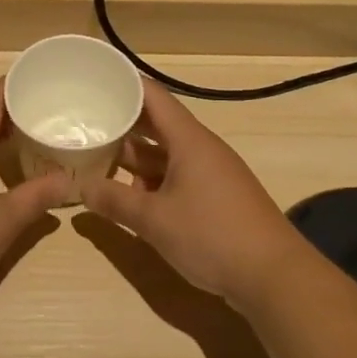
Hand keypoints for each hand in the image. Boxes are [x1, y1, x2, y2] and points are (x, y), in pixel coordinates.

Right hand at [80, 78, 301, 306]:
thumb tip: (82, 188)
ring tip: (96, 159)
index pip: (152, 96)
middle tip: (84, 121)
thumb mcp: (154, 220)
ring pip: (165, 154)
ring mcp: (211, 174)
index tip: (94, 80)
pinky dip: (151, 181)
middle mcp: (200, 149)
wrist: (275, 277)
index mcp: (188, 140)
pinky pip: (176, 177)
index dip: (124, 84)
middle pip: (156, 124)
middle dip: (122, 124)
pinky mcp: (216, 198)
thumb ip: (115, 201)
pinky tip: (129, 196)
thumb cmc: (212, 235)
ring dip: (134, 158)